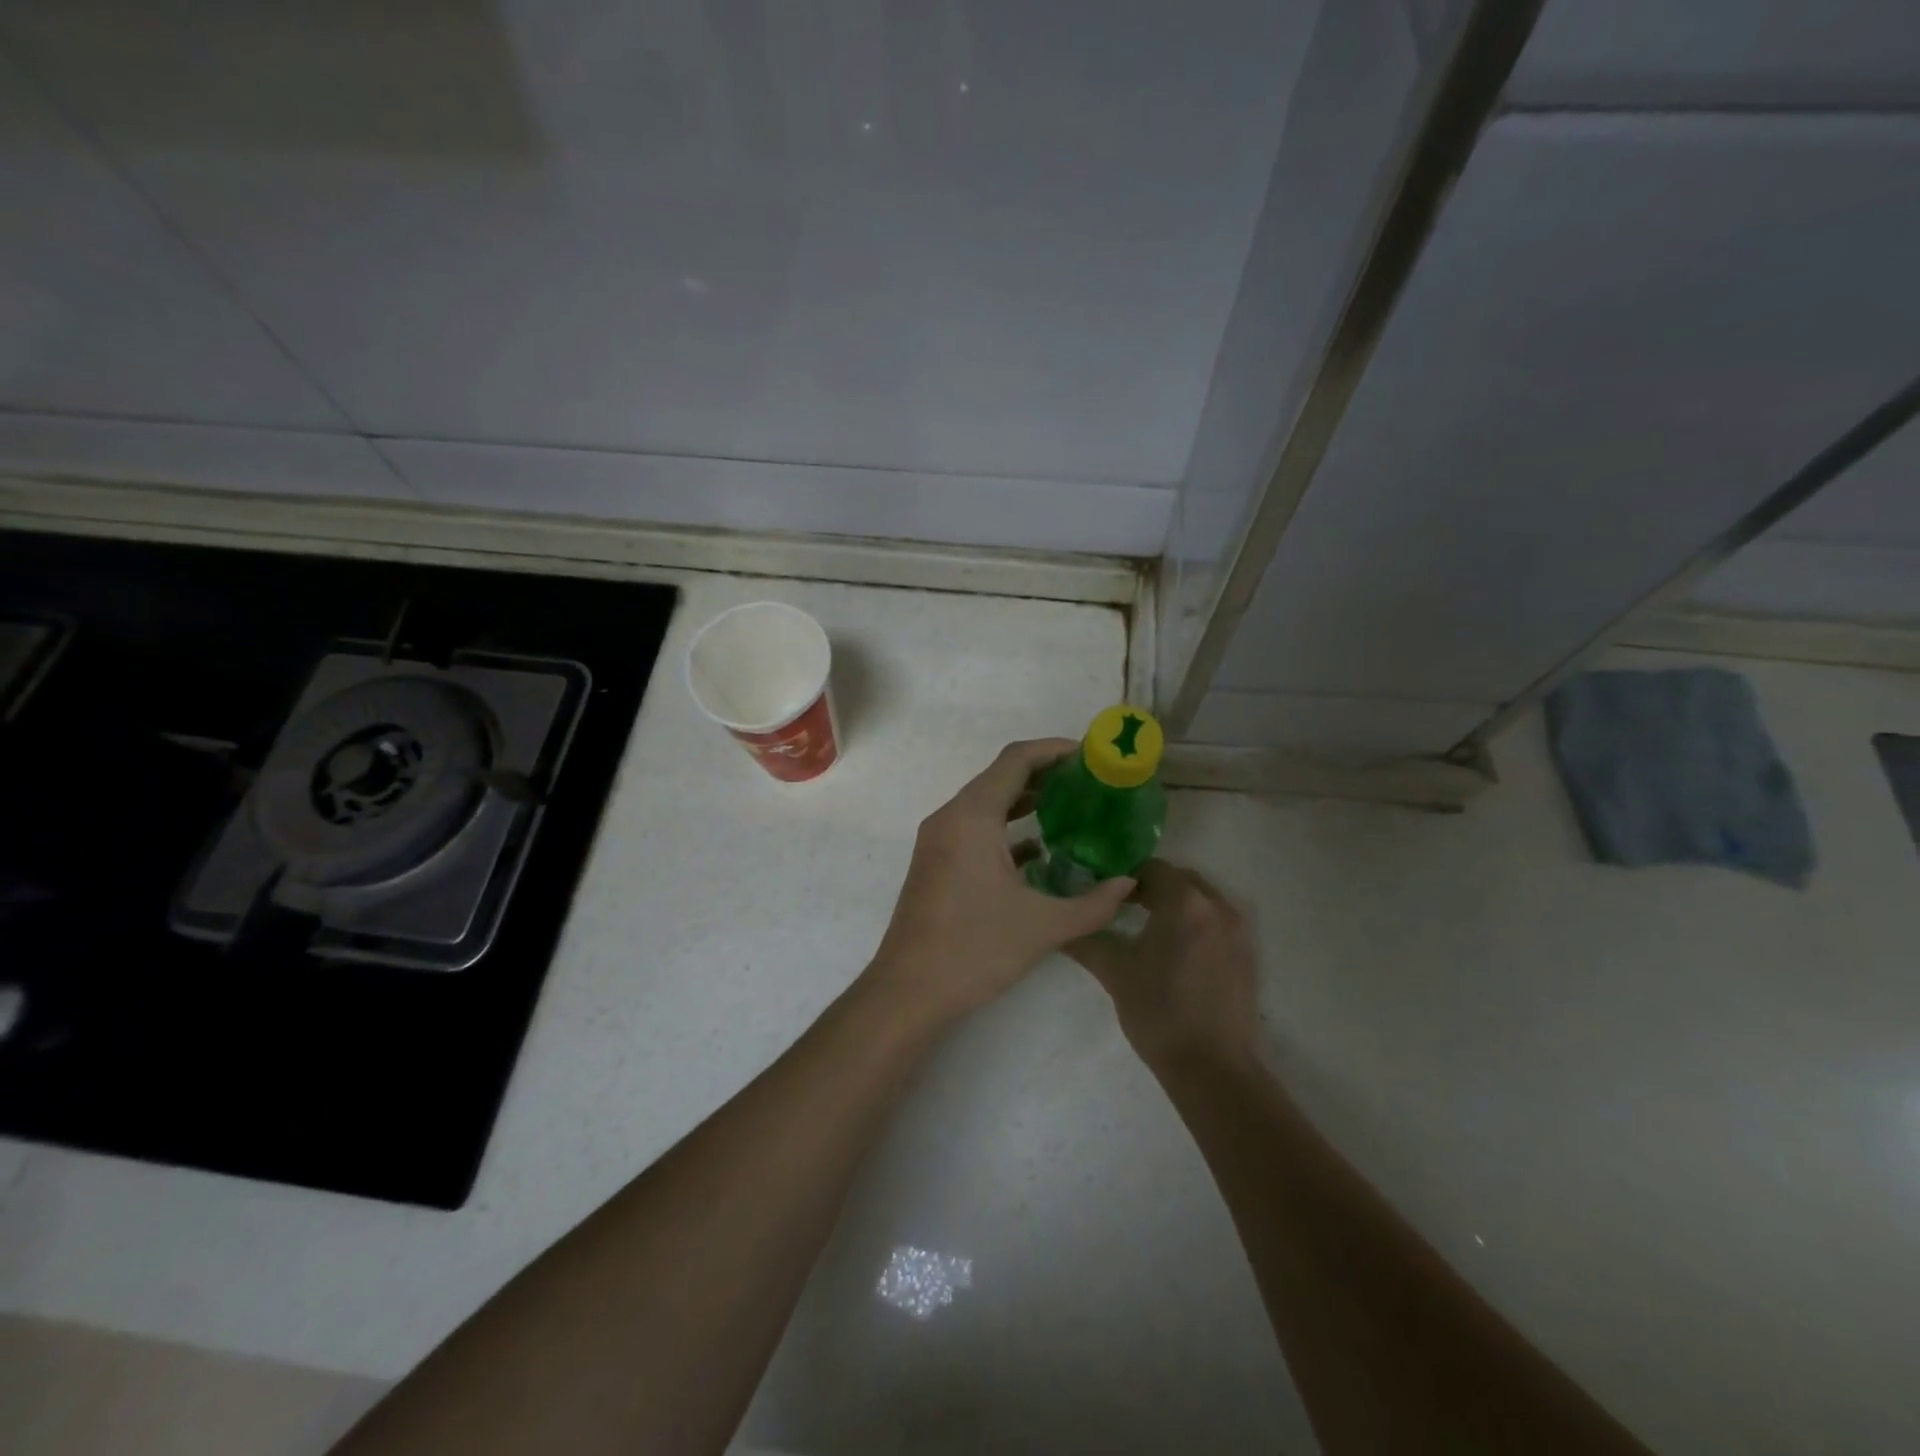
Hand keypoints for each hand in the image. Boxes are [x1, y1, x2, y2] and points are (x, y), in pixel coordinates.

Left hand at [864, 739, 1136, 1028]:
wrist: (908, 990)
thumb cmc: (975, 949)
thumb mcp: (1044, 926)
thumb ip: (1094, 904)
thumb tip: (1129, 883)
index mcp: (972, 816)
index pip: (1016, 760)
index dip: (1055, 750)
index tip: (1091, 755)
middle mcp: (951, 816)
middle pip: (1001, 776)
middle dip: (1046, 773)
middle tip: (1090, 782)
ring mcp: (938, 839)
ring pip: (987, 802)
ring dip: (1026, 800)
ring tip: (1073, 808)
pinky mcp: (936, 861)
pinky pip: (975, 827)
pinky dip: (1006, 827)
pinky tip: (1040, 850)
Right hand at [1064, 860, 1257, 1069]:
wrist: (1213, 1068)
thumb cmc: (1159, 1012)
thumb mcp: (1115, 973)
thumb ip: (1086, 941)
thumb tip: (1060, 928)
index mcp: (1184, 902)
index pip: (1152, 868)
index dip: (1125, 877)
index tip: (1104, 893)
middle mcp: (1216, 906)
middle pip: (1180, 879)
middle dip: (1152, 887)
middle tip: (1122, 907)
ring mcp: (1238, 930)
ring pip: (1201, 900)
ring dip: (1175, 905)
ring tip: (1147, 928)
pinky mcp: (1247, 954)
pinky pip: (1217, 922)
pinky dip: (1195, 924)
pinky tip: (1175, 951)